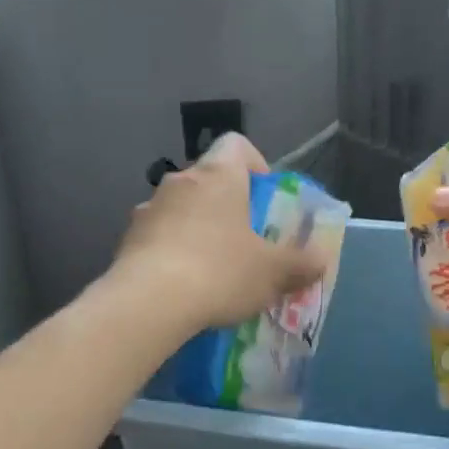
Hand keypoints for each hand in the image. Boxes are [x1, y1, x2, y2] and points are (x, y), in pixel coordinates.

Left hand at [113, 133, 326, 330]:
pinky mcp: (127, 239)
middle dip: (228, 205)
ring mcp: (148, 209)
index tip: (264, 198)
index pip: (236, 144)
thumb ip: (301, 263)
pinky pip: (158, 236)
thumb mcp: (273, 272)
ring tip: (212, 269)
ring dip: (197, 228)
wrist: (147, 304)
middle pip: (208, 180)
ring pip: (181, 209)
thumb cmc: (219, 272)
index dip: (255, 164)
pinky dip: (172, 252)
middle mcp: (180, 181)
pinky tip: (183, 286)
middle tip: (245, 240)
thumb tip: (321, 258)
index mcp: (218, 175)